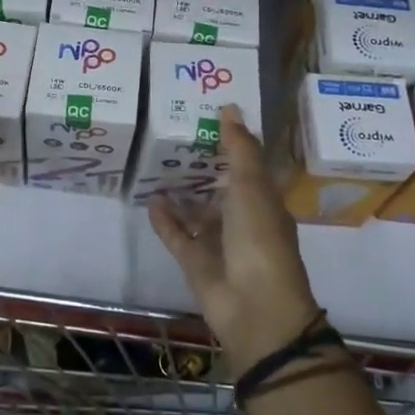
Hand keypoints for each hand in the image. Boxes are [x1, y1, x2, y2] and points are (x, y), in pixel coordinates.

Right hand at [149, 104, 318, 372]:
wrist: (254, 307)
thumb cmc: (260, 239)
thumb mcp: (251, 186)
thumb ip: (239, 148)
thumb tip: (230, 107)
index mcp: (264, 201)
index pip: (248, 167)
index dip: (232, 145)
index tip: (208, 118)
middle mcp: (243, 221)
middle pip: (220, 189)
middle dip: (201, 168)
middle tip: (173, 137)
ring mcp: (218, 243)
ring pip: (197, 213)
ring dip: (180, 193)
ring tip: (156, 165)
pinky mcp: (195, 262)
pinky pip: (177, 235)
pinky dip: (164, 219)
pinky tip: (149, 198)